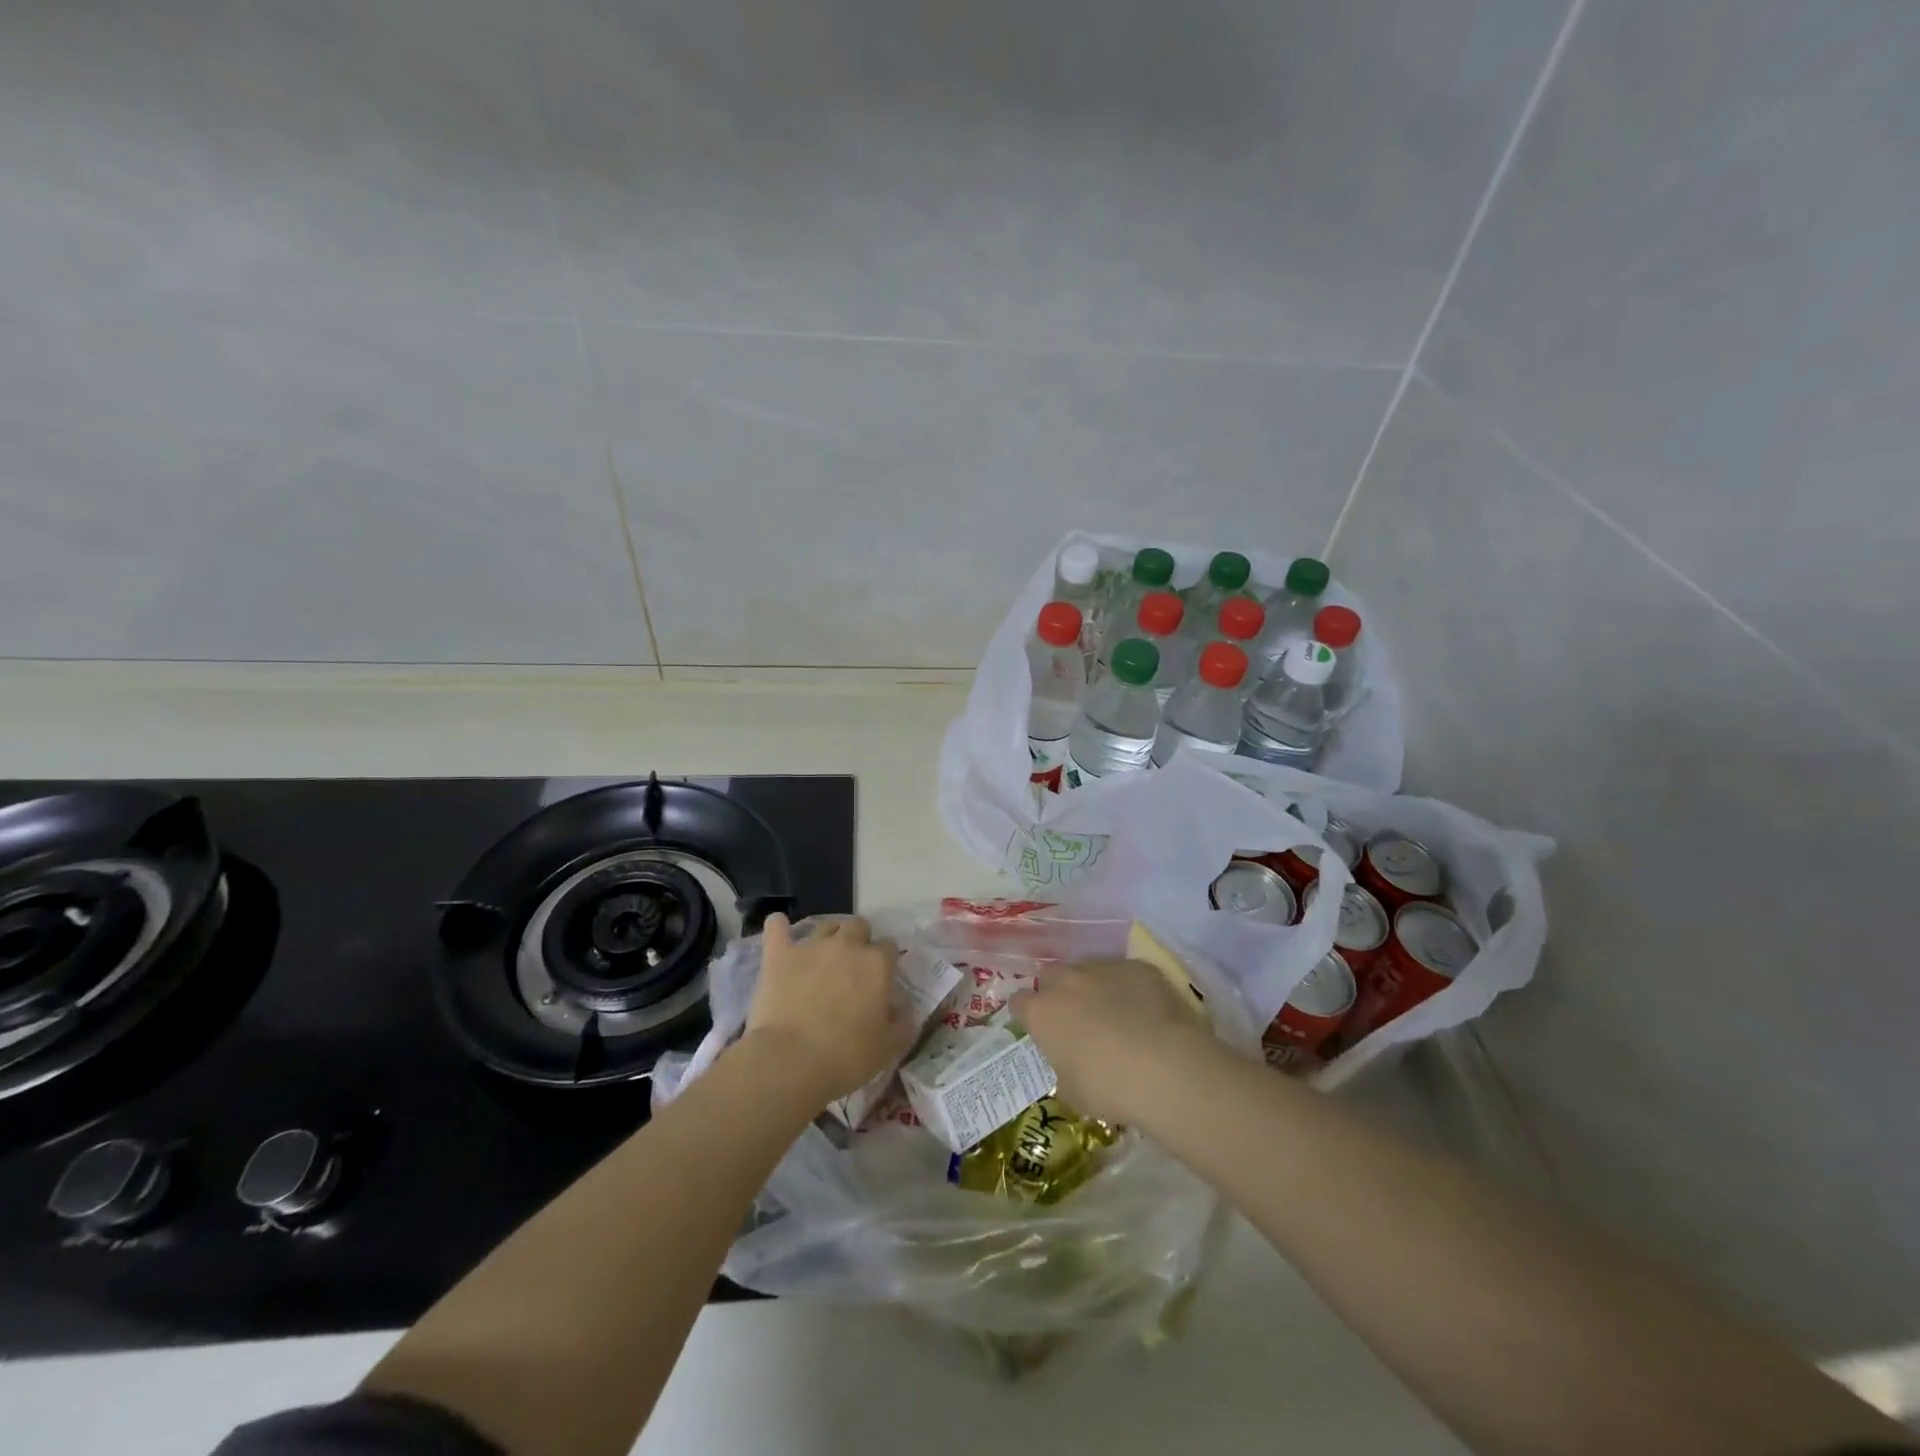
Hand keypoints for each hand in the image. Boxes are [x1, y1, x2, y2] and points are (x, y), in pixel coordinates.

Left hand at [743, 913, 914, 1106]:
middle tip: (853, 968)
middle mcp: (847, 945)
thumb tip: (903, 1009)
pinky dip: (779, 927)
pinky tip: (779, 930)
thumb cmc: (846, 1056)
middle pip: (859, 925)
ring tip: (823, 958)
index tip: (881, 981)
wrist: (790, 1060)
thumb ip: (903, 1023)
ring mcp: (811, 947)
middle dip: (860, 940)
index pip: (890, 947)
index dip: (887, 962)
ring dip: (829, 937)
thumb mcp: (889, 1047)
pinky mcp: (778, 955)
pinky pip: (776, 927)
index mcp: (877, 964)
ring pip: (825, 926)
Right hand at [1011, 958, 1221, 1125]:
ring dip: (1093, 986)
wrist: (1167, 1068)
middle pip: (1051, 975)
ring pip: (1089, 969)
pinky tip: (1145, 1010)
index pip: (1019, 1002)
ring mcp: (1104, 968)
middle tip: (1074, 1017)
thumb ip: (1063, 1068)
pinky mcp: (1138, 966)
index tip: (1038, 1028)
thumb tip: (1070, 1062)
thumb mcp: (1073, 1092)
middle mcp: (1068, 981)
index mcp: (1043, 1012)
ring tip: (1114, 1012)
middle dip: (1057, 991)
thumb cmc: (1109, 1088)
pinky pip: (1125, 973)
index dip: (1027, 1014)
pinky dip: (1129, 987)